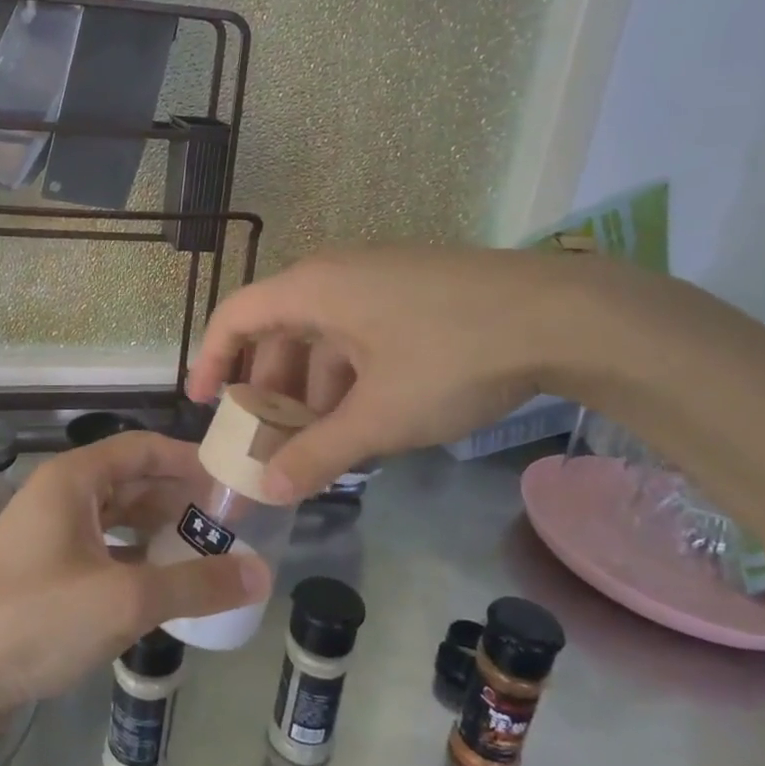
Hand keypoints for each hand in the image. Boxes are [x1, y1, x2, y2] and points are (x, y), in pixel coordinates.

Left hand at [0, 432, 270, 727]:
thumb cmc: (37, 621)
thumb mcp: (126, 601)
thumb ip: (196, 584)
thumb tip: (262, 574)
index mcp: (73, 479)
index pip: (143, 448)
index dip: (189, 460)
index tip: (232, 480)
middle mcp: (60, 494)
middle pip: (131, 481)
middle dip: (179, 498)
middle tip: (229, 522)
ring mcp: (48, 532)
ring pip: (116, 517)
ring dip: (158, 529)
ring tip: (205, 551)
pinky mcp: (43, 569)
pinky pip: (101, 548)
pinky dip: (134, 557)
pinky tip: (162, 584)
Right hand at [189, 246, 583, 500]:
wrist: (562, 315)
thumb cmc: (449, 357)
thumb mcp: (378, 417)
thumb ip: (317, 455)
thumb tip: (268, 491)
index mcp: (312, 289)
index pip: (235, 316)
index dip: (211, 359)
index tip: (202, 404)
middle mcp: (337, 274)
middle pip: (279, 329)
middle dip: (269, 387)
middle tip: (267, 436)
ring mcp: (379, 279)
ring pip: (323, 335)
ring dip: (313, 388)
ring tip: (321, 440)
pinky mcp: (414, 291)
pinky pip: (359, 332)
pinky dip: (349, 375)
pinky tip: (368, 417)